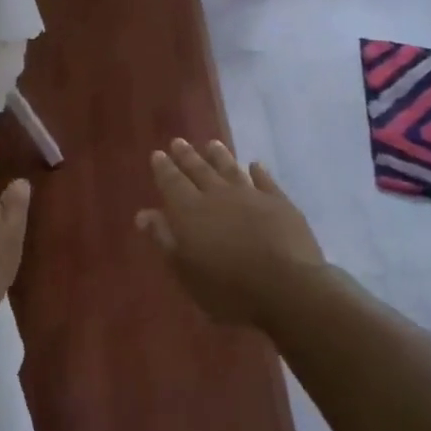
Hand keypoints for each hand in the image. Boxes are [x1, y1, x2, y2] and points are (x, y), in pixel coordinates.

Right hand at [137, 138, 322, 326]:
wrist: (287, 288)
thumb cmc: (228, 289)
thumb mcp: (186, 271)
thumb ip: (164, 239)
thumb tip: (143, 214)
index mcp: (190, 211)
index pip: (172, 182)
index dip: (164, 168)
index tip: (158, 154)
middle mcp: (218, 195)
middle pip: (199, 170)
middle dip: (187, 156)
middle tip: (178, 142)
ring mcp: (251, 195)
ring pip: (230, 168)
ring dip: (219, 156)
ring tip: (211, 144)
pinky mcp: (280, 203)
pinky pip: (265, 181)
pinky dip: (258, 171)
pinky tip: (255, 165)